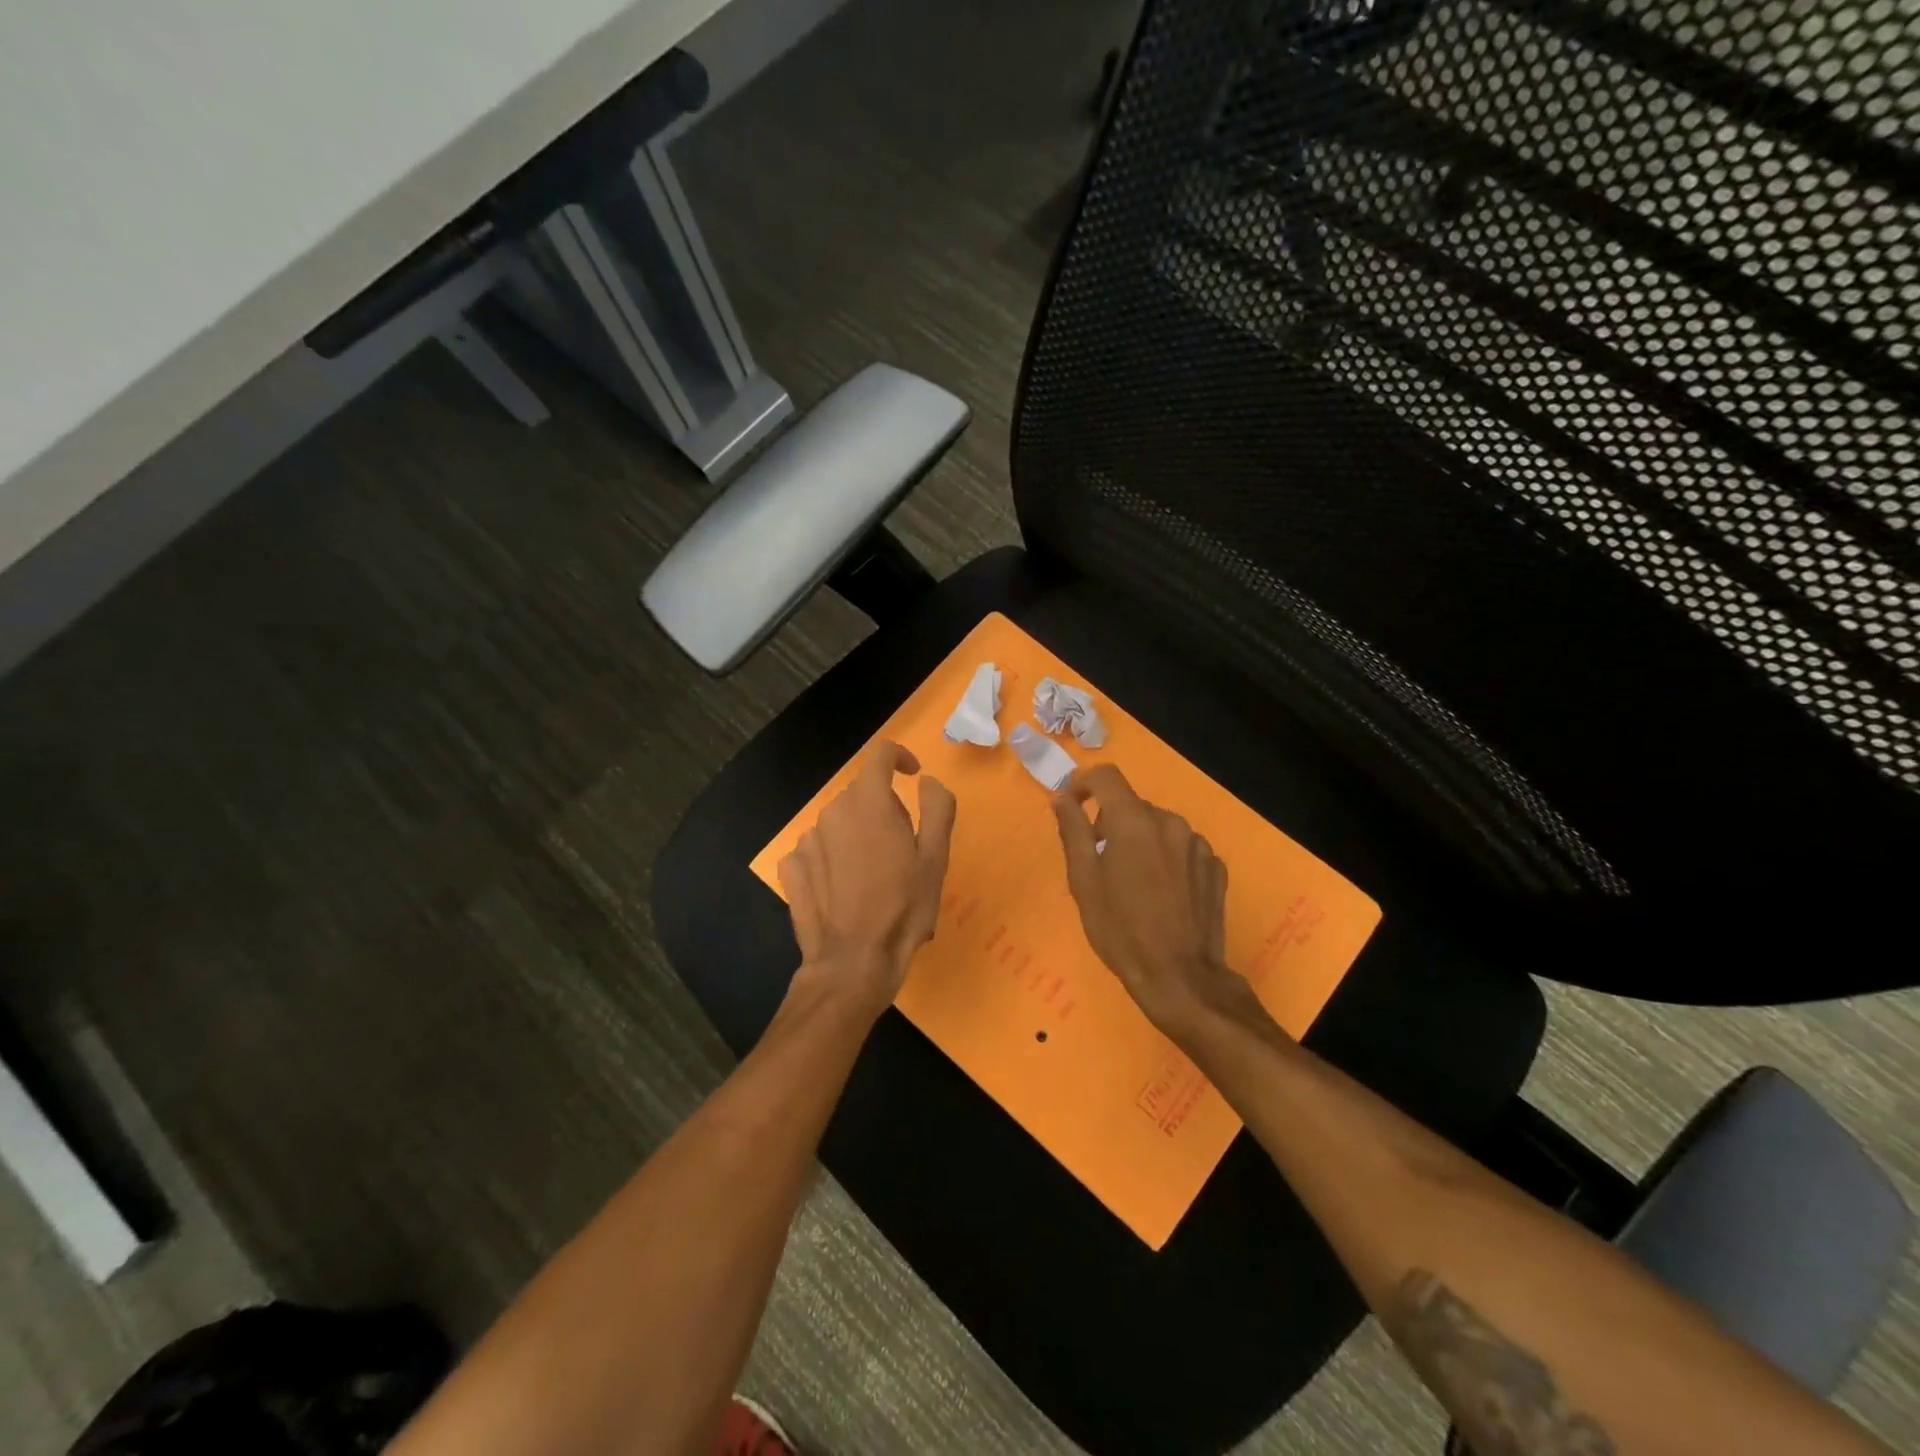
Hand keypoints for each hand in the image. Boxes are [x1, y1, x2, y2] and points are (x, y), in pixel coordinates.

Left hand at [779, 741, 956, 1012]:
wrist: (854, 962)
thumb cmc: (903, 907)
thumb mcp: (936, 857)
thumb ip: (937, 807)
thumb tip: (926, 781)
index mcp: (869, 802)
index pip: (880, 755)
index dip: (900, 757)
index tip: (913, 776)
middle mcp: (832, 812)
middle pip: (862, 793)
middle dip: (884, 807)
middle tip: (904, 846)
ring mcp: (807, 840)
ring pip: (839, 822)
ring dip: (858, 834)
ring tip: (875, 875)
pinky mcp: (792, 868)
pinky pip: (818, 848)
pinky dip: (833, 856)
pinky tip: (845, 887)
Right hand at [1051, 764, 1253, 1038]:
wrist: (1179, 977)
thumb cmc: (1120, 930)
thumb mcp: (1083, 881)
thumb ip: (1072, 831)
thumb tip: (1062, 797)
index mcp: (1133, 821)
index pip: (1107, 776)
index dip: (1085, 783)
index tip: (1073, 805)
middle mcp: (1170, 822)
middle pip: (1133, 805)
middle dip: (1112, 823)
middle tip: (1100, 862)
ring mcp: (1198, 844)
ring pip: (1159, 827)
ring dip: (1142, 841)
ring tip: (1134, 882)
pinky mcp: (1215, 867)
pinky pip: (1182, 849)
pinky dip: (1167, 859)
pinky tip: (1163, 894)